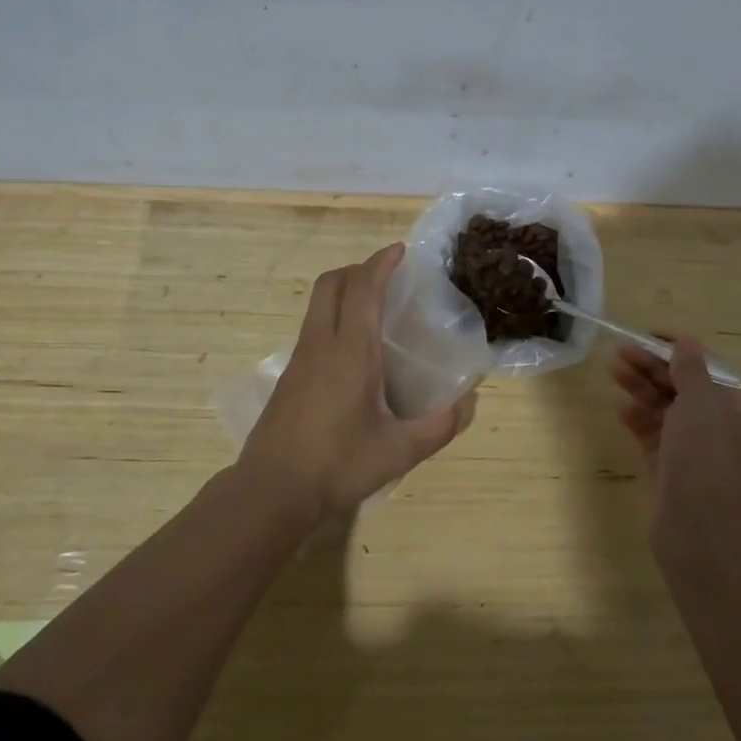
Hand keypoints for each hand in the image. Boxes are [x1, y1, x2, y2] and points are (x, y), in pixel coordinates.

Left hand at [238, 242, 475, 523]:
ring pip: (317, 304)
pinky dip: (332, 317)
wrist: (271, 490)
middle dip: (358, 268)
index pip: (363, 288)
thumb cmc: (337, 464)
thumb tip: (469, 403)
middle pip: (331, 283)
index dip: (381, 262)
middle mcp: (321, 343)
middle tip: (386, 276)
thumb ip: (438, 427)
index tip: (400, 250)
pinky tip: (352, 351)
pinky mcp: (288, 376)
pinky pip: (312, 328)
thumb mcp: (398, 451)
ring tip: (373, 308)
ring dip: (343, 291)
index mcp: (350, 350)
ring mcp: (300, 358)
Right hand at [610, 335, 740, 523]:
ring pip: (665, 410)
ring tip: (614, 371)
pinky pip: (652, 436)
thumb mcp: (701, 400)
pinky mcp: (669, 470)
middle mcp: (719, 430)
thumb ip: (690, 368)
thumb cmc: (706, 454)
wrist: (699, 527)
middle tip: (622, 352)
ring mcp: (694, 452)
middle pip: (684, 387)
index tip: (650, 336)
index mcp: (738, 411)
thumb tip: (685, 343)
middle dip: (654, 367)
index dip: (681, 349)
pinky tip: (621, 409)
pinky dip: (638, 420)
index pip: (710, 369)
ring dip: (641, 388)